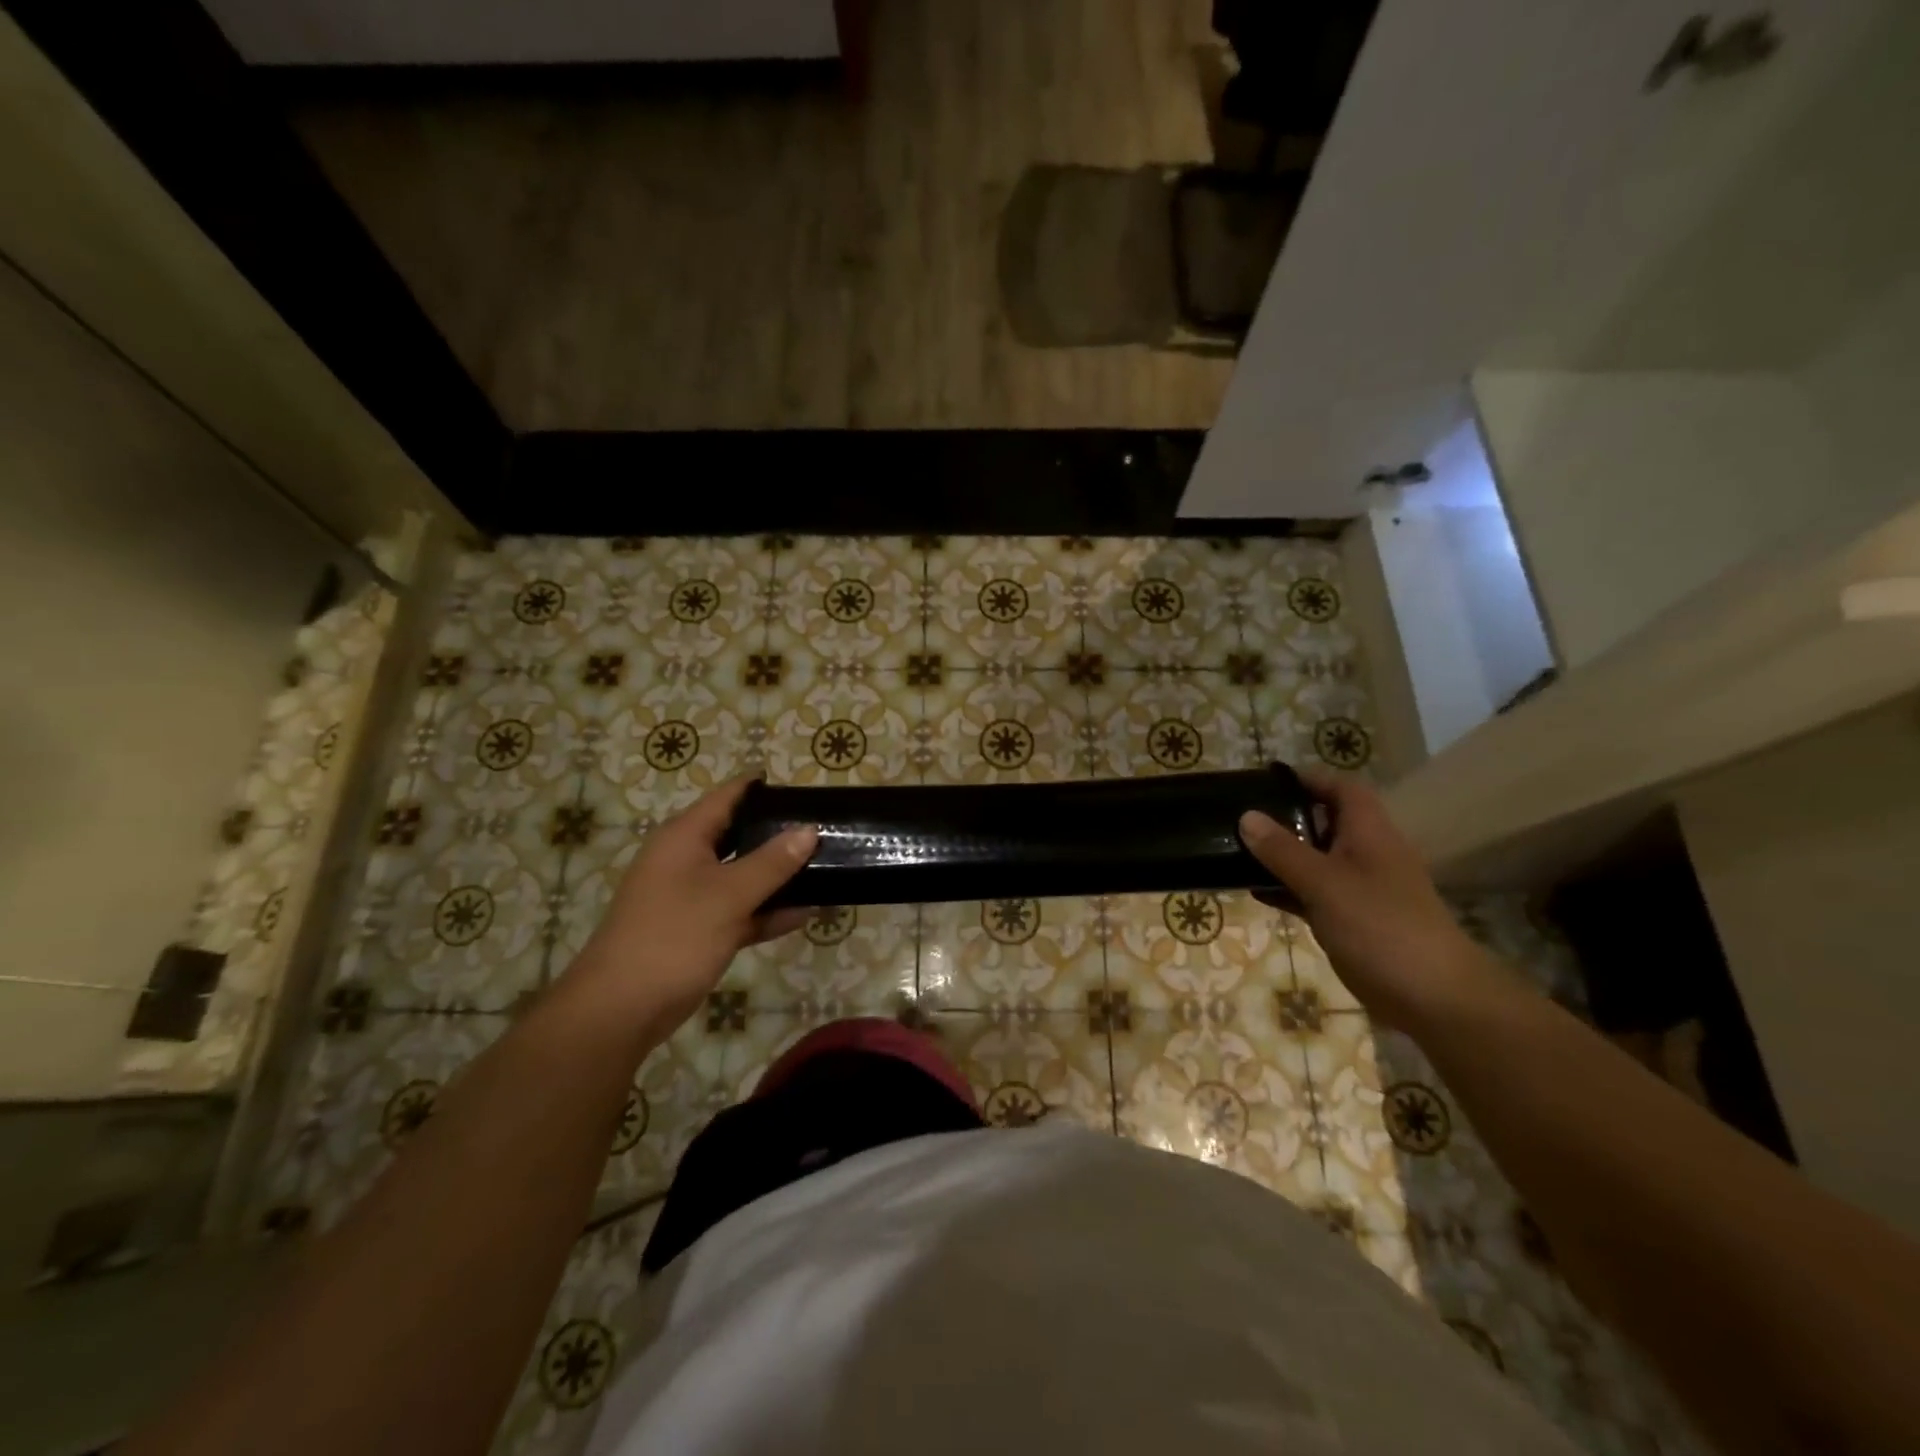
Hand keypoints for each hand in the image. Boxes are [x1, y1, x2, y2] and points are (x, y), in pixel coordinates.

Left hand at [569, 776, 816, 1030]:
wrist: (621, 1009)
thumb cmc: (674, 937)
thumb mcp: (729, 895)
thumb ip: (772, 863)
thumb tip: (808, 830)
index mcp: (684, 837)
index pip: (728, 796)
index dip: (763, 787)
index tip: (805, 789)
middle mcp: (686, 859)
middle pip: (738, 834)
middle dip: (778, 833)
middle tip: (824, 830)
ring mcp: (691, 896)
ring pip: (742, 875)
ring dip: (778, 876)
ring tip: (825, 868)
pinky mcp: (698, 929)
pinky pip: (740, 910)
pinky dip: (767, 911)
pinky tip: (804, 914)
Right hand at [1239, 769, 1490, 1029]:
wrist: (1432, 997)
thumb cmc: (1381, 926)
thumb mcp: (1325, 883)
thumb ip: (1283, 850)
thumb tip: (1246, 817)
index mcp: (1369, 833)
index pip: (1341, 789)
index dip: (1308, 779)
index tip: (1266, 782)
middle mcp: (1366, 854)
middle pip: (1325, 822)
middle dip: (1285, 817)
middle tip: (1241, 817)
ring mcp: (1360, 889)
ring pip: (1315, 860)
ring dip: (1282, 855)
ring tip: (1237, 851)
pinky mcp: (1351, 920)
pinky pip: (1312, 893)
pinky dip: (1286, 889)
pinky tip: (1254, 892)